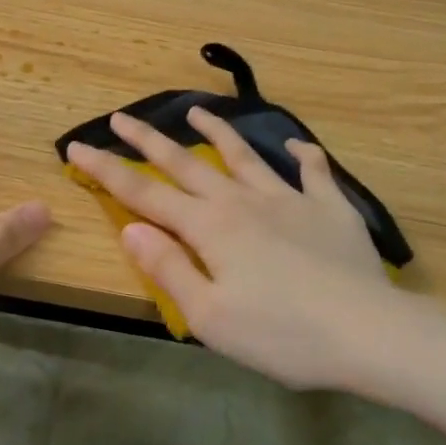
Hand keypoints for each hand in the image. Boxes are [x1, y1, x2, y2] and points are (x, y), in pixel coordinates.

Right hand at [67, 109, 399, 390]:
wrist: (368, 332)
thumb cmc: (282, 334)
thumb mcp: (210, 317)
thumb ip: (168, 268)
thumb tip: (130, 228)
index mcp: (209, 227)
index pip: (144, 193)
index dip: (107, 170)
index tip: (77, 146)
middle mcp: (242, 200)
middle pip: (186, 163)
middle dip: (148, 140)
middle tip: (121, 117)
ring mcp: (288, 198)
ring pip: (244, 155)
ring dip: (216, 130)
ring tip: (196, 110)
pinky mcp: (329, 206)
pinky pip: (313, 171)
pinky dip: (302, 155)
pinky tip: (295, 146)